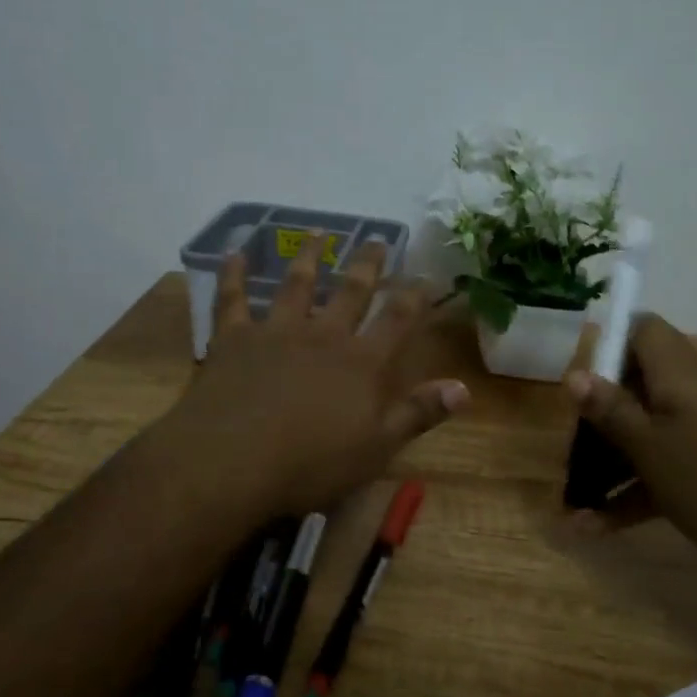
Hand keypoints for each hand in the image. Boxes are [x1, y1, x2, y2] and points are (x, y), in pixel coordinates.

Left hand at [158, 234, 469, 519]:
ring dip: (309, 257)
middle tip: (377, 239)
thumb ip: (419, 413)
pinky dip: (233, 275)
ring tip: (318, 233)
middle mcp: (323, 335)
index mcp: (361, 362)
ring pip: (297, 284)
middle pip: (351, 291)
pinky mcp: (235, 338)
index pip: (397, 320)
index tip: (426, 275)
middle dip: (367, 264)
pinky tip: (234, 254)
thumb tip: (464, 387)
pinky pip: (233, 299)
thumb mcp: (377, 447)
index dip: (415, 296)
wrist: (232, 462)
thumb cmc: (311, 463)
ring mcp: (277, 331)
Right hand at [565, 315, 696, 595]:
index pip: (642, 329)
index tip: (582, 379)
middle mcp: (694, 393)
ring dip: (612, 466)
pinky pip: (669, 469)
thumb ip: (612, 411)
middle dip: (600, 418)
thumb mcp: (652, 449)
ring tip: (574, 506)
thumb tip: (576, 373)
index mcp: (678, 374)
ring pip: (650, 434)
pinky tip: (599, 529)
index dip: (609, 343)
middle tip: (571, 451)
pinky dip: (638, 492)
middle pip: (638, 386)